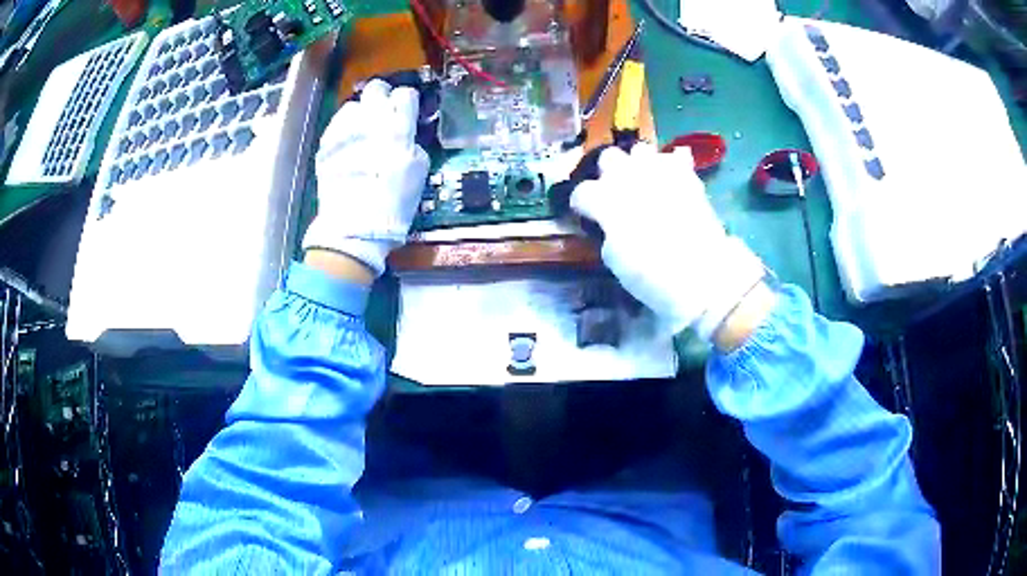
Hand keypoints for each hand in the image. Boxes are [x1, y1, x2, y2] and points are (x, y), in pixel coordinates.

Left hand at [302, 79, 429, 276]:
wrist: (353, 225)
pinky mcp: (326, 143)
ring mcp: (343, 130)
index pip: (405, 94)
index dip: (408, 101)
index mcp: (397, 125)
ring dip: (362, 113)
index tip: (409, 111)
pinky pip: (337, 125)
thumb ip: (412, 143)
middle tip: (386, 113)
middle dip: (383, 97)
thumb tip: (407, 135)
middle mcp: (369, 119)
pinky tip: (349, 145)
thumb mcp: (418, 170)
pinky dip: (345, 129)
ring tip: (364, 131)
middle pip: (376, 88)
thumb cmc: (393, 200)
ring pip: (353, 105)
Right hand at [570, 144, 768, 345]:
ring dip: (638, 164)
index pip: (582, 192)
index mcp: (605, 200)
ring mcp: (659, 171)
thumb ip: (607, 231)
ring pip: (639, 150)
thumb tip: (610, 223)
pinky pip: (675, 156)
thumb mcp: (616, 261)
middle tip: (616, 193)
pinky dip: (671, 165)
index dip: (582, 205)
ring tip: (644, 181)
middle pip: (608, 158)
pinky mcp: (686, 174)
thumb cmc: (652, 274)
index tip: (588, 216)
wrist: (702, 272)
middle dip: (609, 173)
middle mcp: (628, 177)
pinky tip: (672, 178)